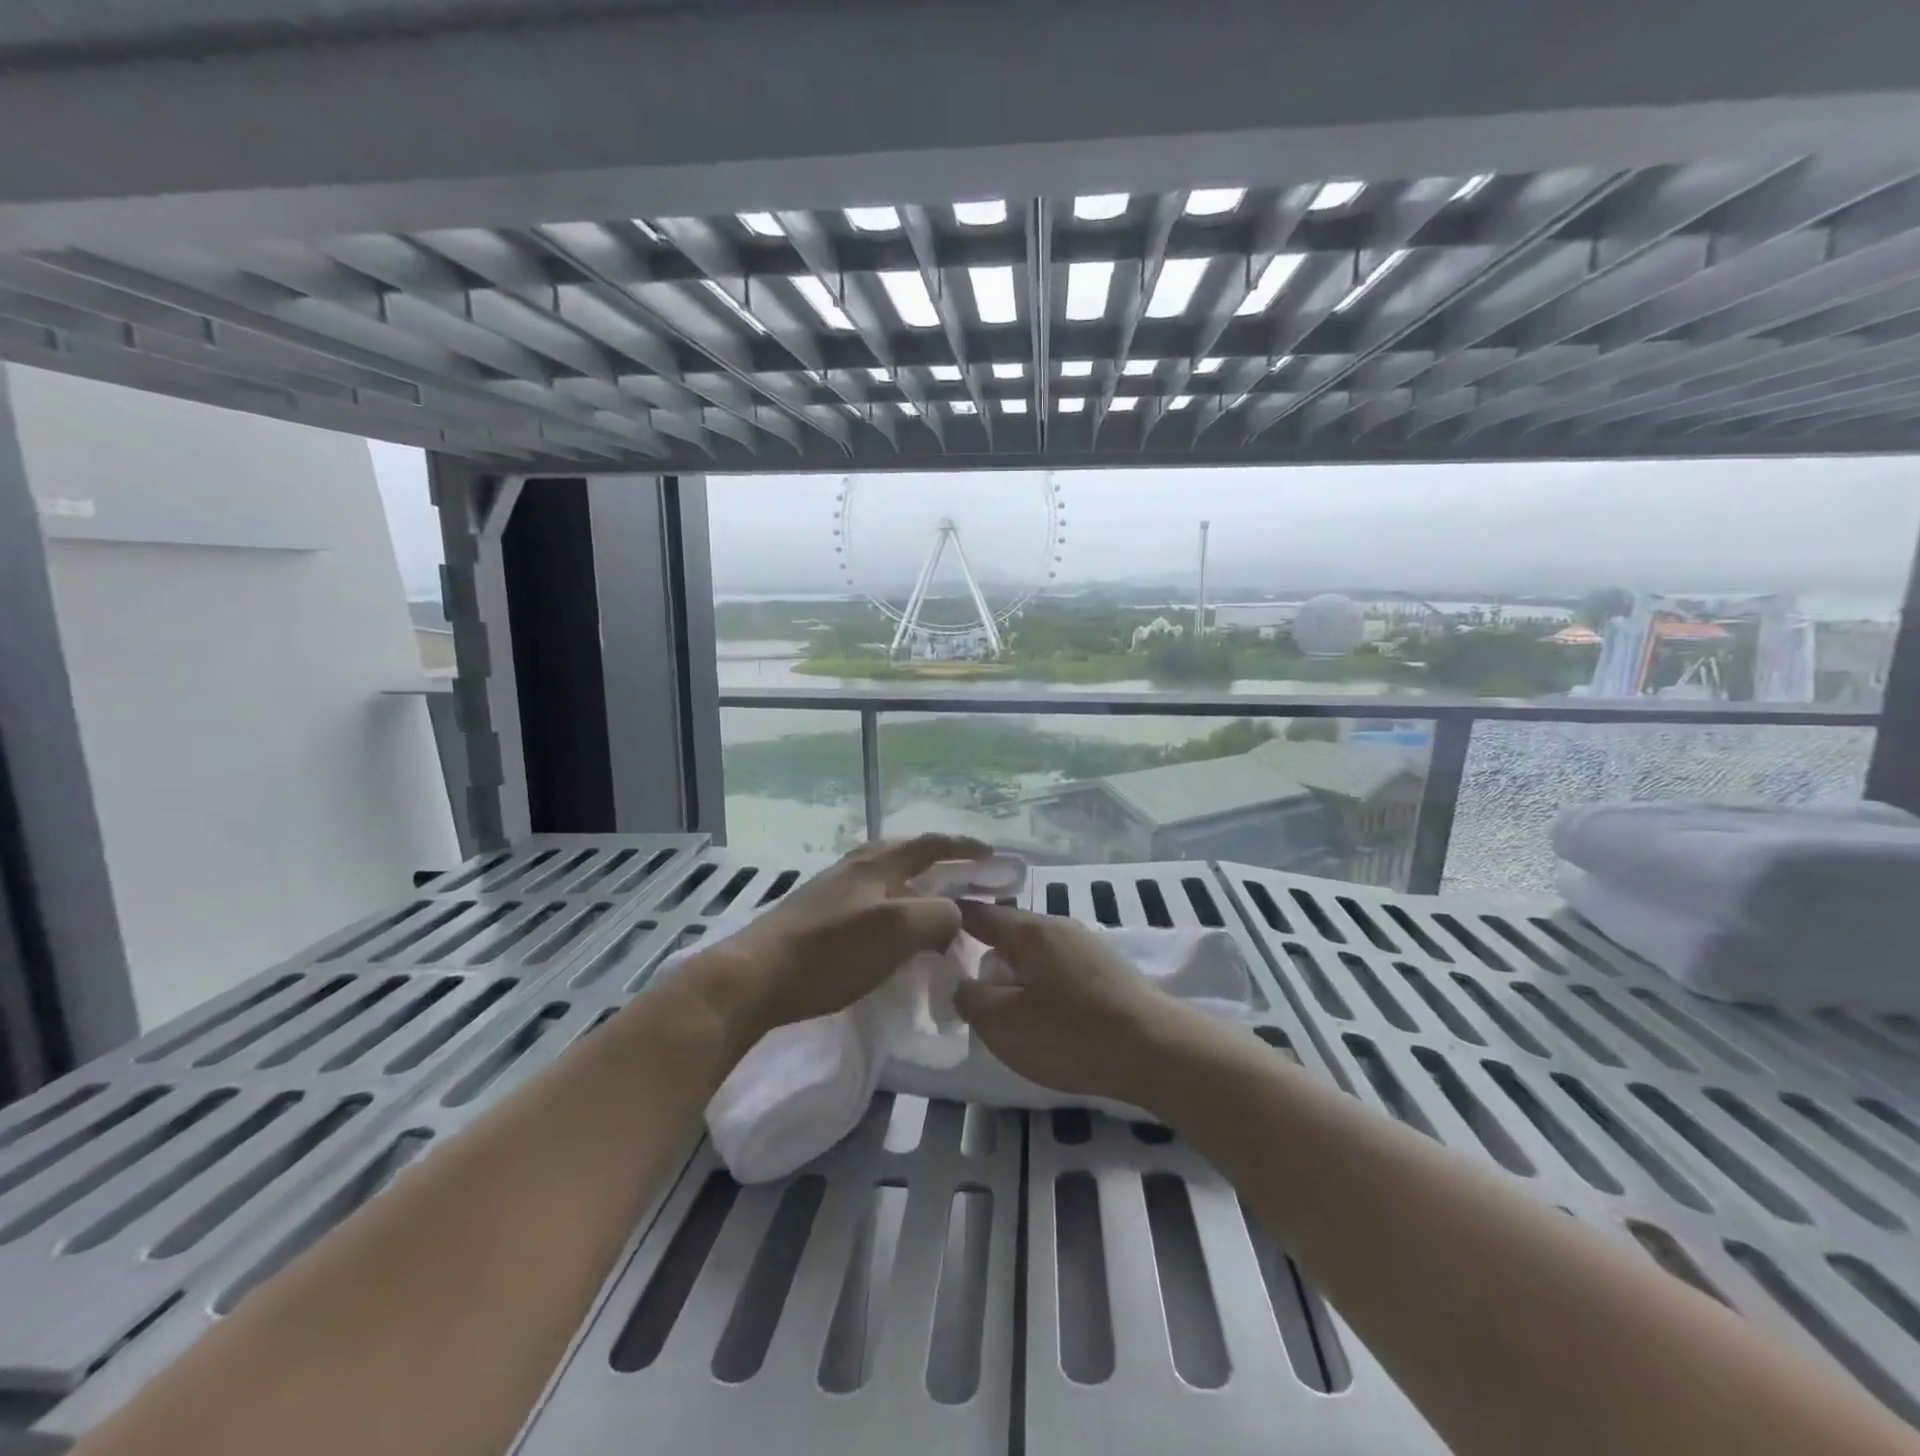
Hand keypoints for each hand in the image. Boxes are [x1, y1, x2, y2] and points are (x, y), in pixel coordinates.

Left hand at [697, 835, 988, 1039]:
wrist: (754, 978)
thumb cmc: (830, 952)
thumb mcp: (897, 930)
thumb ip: (938, 916)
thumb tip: (953, 916)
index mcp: (877, 863)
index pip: (931, 844)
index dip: (964, 848)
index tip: (992, 857)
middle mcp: (855, 867)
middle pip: (906, 854)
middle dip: (939, 862)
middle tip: (965, 881)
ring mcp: (832, 891)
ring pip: (886, 879)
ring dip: (915, 887)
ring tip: (934, 910)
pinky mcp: (817, 916)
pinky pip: (870, 903)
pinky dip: (894, 909)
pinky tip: (892, 934)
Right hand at [952, 900, 1195, 1105]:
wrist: (1159, 1052)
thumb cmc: (1072, 1034)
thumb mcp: (1004, 1023)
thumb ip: (970, 998)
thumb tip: (962, 983)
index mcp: (1030, 930)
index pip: (979, 914)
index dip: (951, 921)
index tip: (928, 932)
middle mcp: (1060, 927)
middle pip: (1009, 933)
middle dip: (984, 952)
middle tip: (960, 981)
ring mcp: (1088, 947)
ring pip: (1035, 953)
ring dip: (1014, 972)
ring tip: (1000, 1003)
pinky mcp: (1108, 972)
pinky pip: (1058, 969)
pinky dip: (1041, 983)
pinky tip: (1042, 1012)